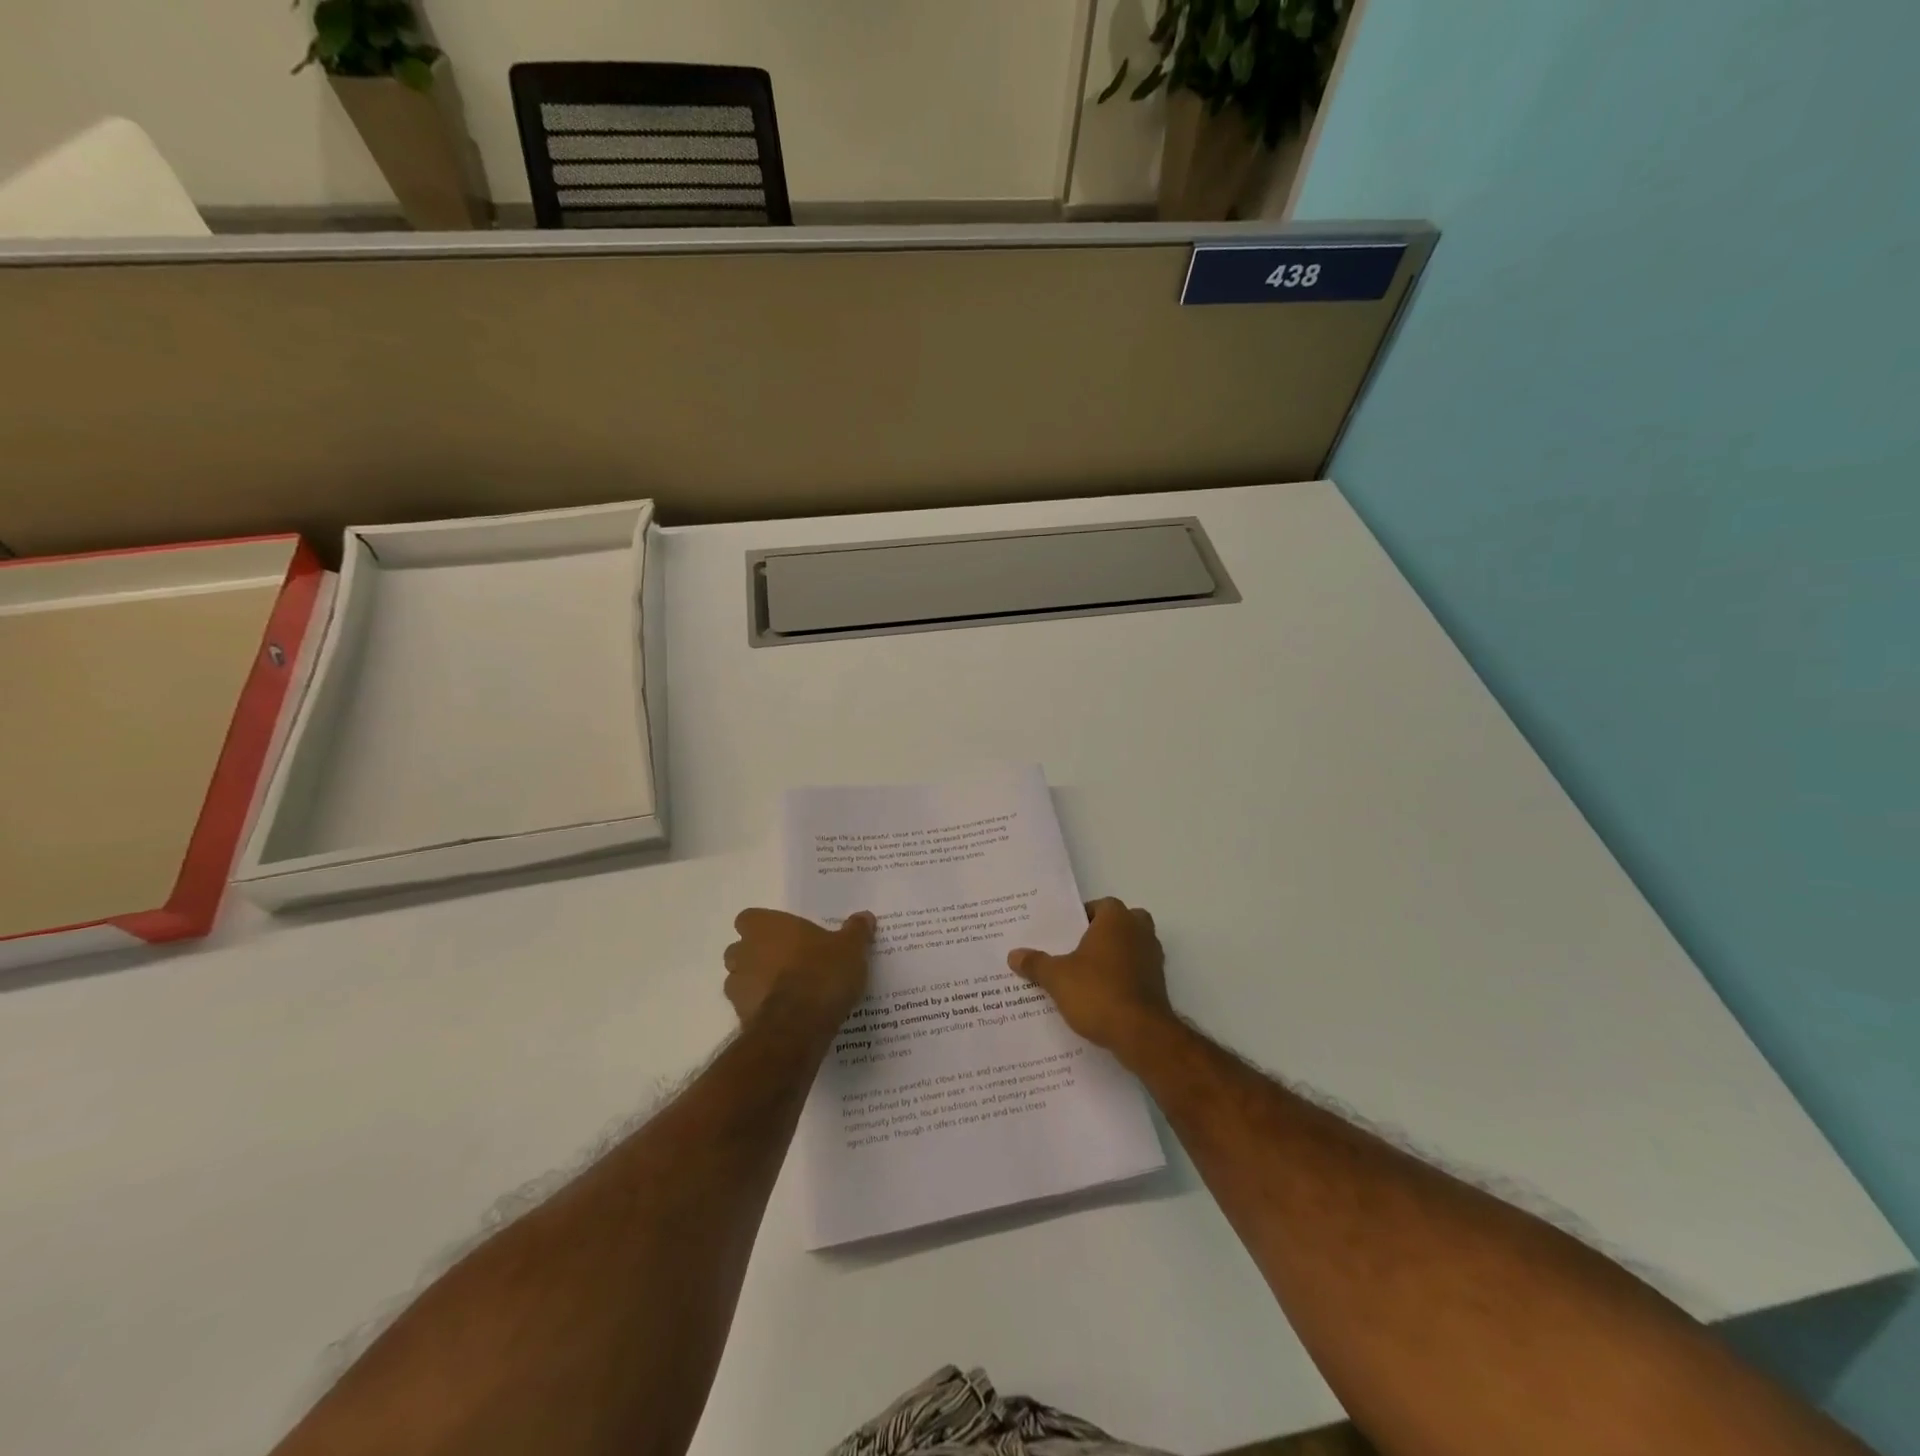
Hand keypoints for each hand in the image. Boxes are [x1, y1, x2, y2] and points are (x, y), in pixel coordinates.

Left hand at [723, 909, 874, 1028]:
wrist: (800, 1025)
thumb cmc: (822, 972)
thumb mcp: (850, 948)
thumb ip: (856, 931)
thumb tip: (865, 916)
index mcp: (766, 926)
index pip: (748, 919)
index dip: (763, 927)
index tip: (783, 936)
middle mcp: (745, 951)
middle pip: (740, 949)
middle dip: (757, 956)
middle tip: (787, 963)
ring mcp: (737, 986)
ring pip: (739, 980)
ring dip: (756, 984)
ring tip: (786, 993)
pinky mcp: (739, 1017)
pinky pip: (748, 1008)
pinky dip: (761, 1010)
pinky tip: (786, 1016)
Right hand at [1008, 898, 1173, 1055]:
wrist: (1141, 1034)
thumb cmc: (1097, 992)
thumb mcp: (1057, 977)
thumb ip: (1036, 963)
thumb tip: (1013, 954)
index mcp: (1117, 919)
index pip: (1101, 905)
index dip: (1082, 917)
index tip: (1064, 933)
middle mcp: (1140, 932)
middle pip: (1121, 923)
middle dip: (1102, 934)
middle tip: (1076, 949)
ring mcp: (1154, 958)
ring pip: (1131, 947)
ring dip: (1115, 956)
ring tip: (1085, 974)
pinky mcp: (1159, 985)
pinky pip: (1137, 972)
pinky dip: (1123, 978)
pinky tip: (1101, 996)